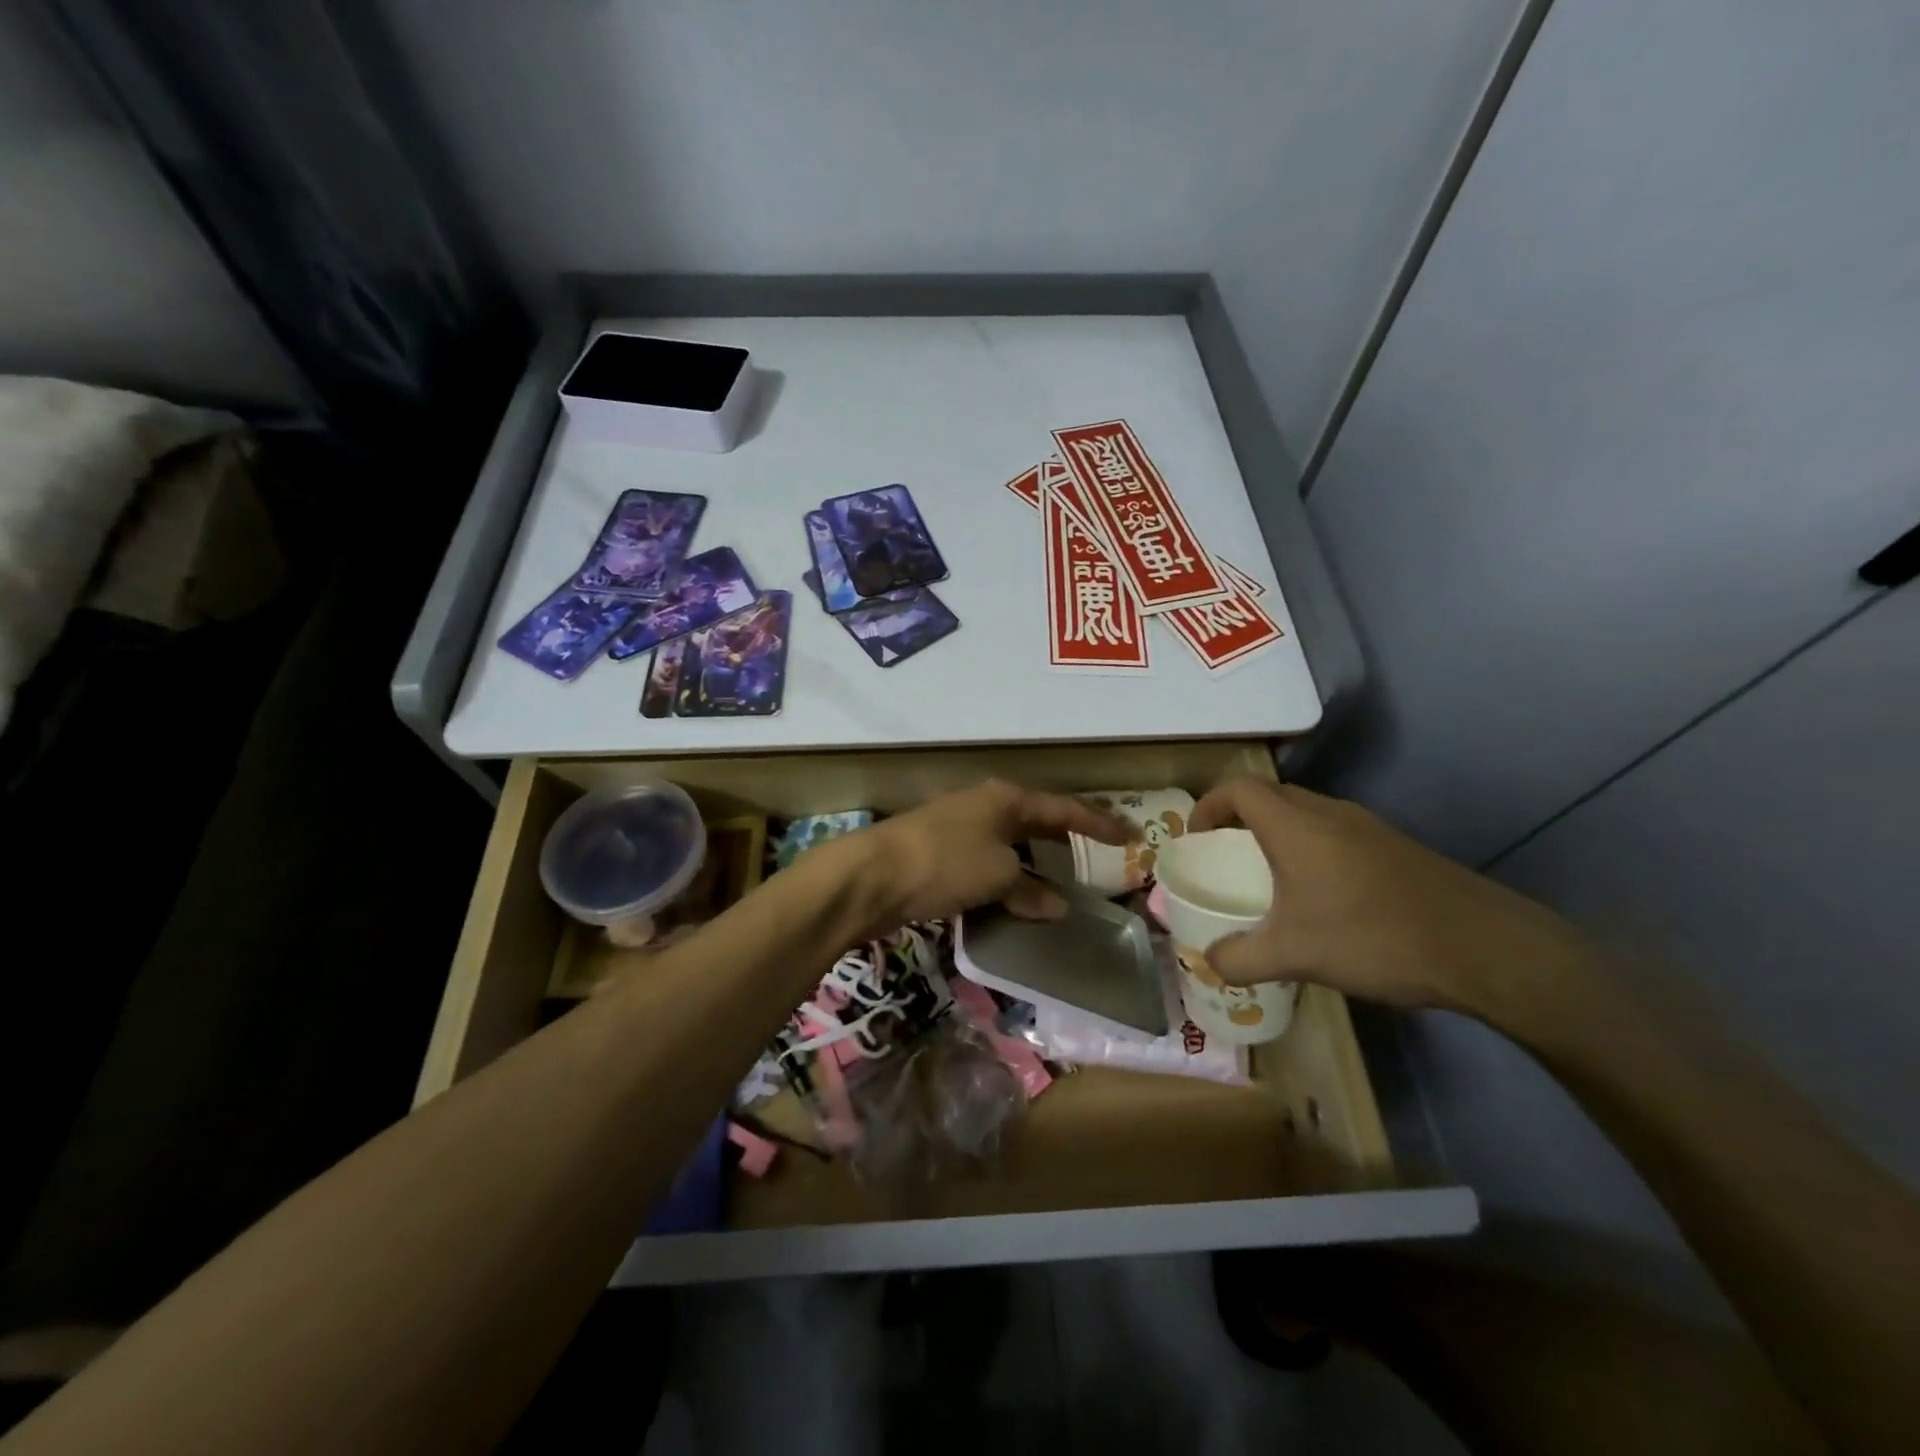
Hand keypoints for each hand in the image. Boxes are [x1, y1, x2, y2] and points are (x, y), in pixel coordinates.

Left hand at [831, 779, 1134, 934]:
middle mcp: (985, 808)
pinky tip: (1015, 904)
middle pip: (1036, 823)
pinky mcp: (940, 858)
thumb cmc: (945, 862)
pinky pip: (987, 868)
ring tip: (1062, 889)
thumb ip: (1031, 890)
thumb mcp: (998, 875)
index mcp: (1005, 799)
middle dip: (1065, 842)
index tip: (1130, 836)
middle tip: (1098, 858)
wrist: (871, 876)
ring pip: (1010, 847)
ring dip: (1034, 867)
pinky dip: (1006, 884)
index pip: (1064, 809)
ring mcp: (960, 831)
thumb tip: (1057, 906)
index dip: (1098, 823)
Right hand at [1188, 778, 1595, 1021]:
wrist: (1483, 947)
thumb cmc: (1374, 937)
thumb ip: (1240, 958)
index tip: (1197, 839)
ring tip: (1269, 878)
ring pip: (1305, 813)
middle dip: (1238, 819)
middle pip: (1270, 795)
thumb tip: (1208, 962)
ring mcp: (1367, 827)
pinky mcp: (1394, 847)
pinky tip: (1321, 896)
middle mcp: (1329, 813)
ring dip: (1277, 833)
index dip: (1209, 806)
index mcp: (1295, 826)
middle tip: (1226, 857)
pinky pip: (1334, 832)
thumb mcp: (1295, 955)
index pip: (1238, 788)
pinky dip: (1310, 849)